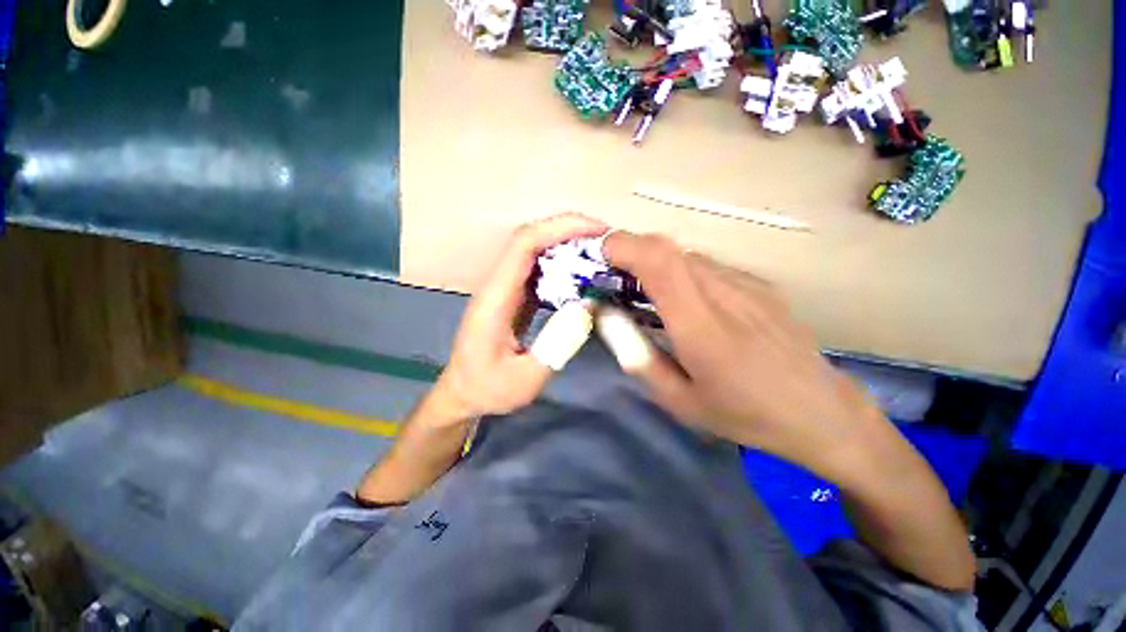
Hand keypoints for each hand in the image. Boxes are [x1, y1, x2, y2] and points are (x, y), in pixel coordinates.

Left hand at [434, 213, 608, 422]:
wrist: (463, 393)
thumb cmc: (488, 388)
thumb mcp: (526, 378)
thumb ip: (558, 343)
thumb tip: (589, 304)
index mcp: (495, 299)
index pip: (523, 246)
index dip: (559, 230)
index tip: (596, 232)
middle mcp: (498, 285)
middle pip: (530, 239)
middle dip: (569, 230)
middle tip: (607, 241)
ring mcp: (506, 288)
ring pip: (536, 251)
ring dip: (568, 244)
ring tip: (601, 253)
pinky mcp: (514, 295)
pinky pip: (539, 269)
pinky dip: (563, 264)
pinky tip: (584, 273)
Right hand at [602, 231, 892, 481]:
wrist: (821, 412)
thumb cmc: (744, 414)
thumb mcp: (678, 400)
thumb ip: (636, 355)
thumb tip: (607, 315)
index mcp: (701, 326)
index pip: (659, 261)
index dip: (623, 246)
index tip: (599, 255)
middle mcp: (725, 293)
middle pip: (668, 249)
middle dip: (631, 252)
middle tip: (613, 278)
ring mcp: (747, 284)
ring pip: (685, 256)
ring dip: (654, 264)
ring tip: (644, 293)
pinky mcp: (759, 285)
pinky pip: (707, 267)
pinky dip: (680, 273)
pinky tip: (684, 303)